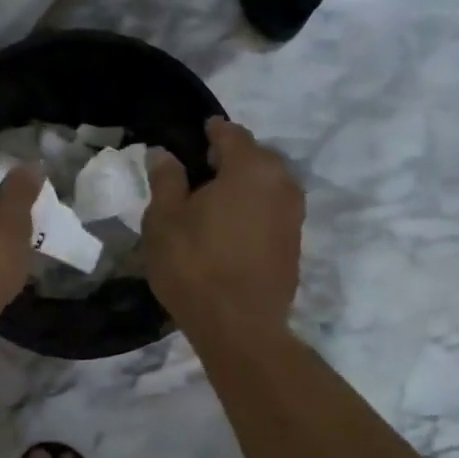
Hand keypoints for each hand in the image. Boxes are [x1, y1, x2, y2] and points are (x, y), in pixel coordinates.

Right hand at [144, 117, 303, 329]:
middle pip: (255, 157)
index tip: (199, 132)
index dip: (212, 131)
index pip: (232, 134)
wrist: (239, 326)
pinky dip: (253, 208)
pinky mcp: (294, 243)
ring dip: (244, 184)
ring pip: (267, 184)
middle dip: (230, 157)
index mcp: (250, 168)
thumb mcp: (164, 219)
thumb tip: (165, 154)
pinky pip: (272, 209)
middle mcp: (282, 183)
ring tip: (213, 199)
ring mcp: (294, 215)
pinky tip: (230, 225)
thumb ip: (166, 180)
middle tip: (200, 168)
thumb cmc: (194, 264)